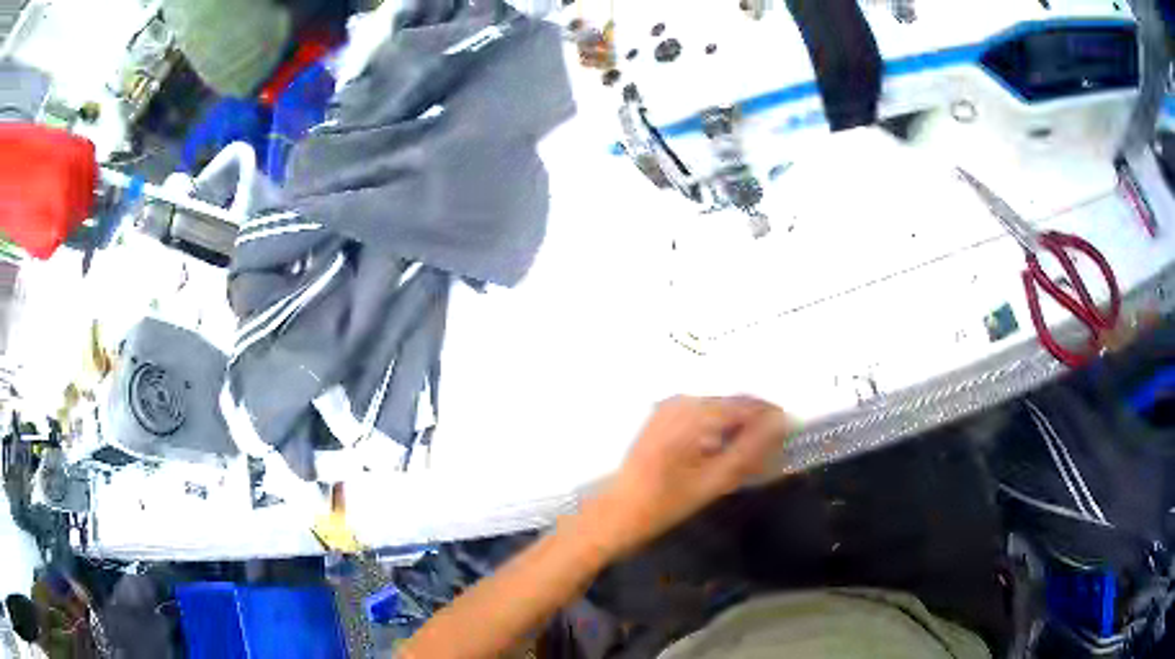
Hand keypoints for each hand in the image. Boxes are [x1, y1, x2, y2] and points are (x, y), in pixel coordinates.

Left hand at [582, 396, 792, 557]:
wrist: (617, 513)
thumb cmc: (665, 502)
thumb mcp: (715, 481)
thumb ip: (751, 449)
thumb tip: (781, 423)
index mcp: (695, 412)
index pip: (748, 404)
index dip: (772, 419)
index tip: (790, 436)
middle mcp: (681, 400)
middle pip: (733, 405)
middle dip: (754, 427)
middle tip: (768, 456)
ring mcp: (669, 408)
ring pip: (718, 411)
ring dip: (736, 431)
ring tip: (746, 461)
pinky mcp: (662, 419)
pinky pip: (701, 417)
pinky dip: (716, 432)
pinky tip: (720, 457)